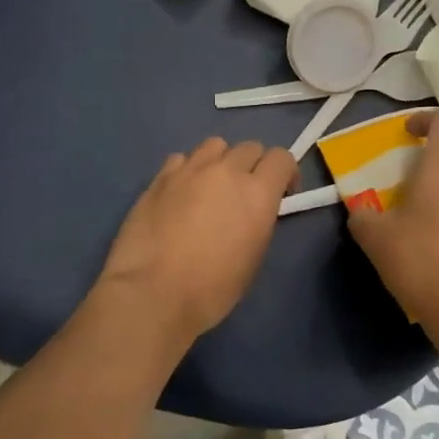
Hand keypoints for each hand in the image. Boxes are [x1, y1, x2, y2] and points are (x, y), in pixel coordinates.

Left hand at [96, 138, 297, 348]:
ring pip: (215, 145)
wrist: (153, 293)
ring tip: (211, 186)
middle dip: (254, 166)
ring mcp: (190, 170)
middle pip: (250, 147)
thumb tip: (252, 211)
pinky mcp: (160, 177)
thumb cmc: (212, 288)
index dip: (285, 172)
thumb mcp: (253, 258)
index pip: (282, 157)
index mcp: (258, 193)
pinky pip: (182, 159)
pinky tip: (180, 193)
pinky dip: (188, 170)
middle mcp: (227, 171)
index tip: (281, 193)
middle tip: (244, 193)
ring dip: (220, 161)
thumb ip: (259, 221)